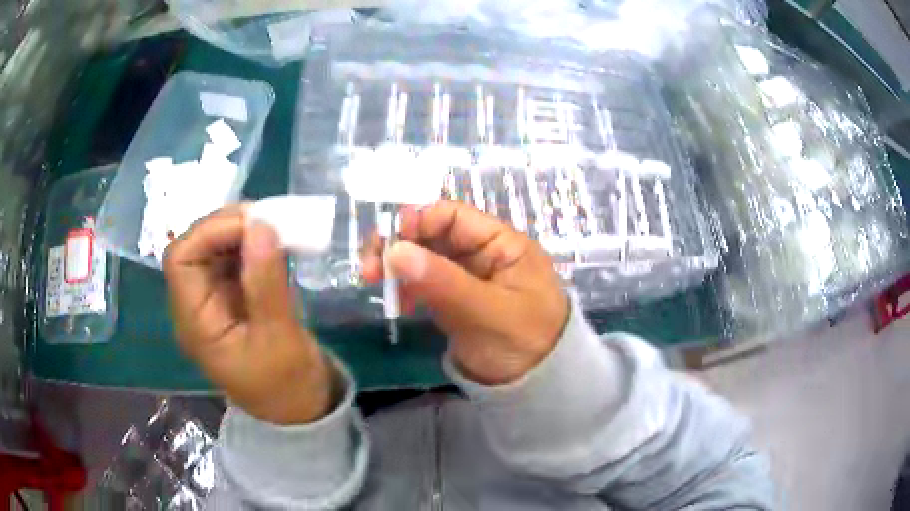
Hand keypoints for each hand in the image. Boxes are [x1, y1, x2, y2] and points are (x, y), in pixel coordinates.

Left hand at [163, 206, 332, 424]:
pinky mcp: (233, 299)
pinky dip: (254, 245)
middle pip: (195, 249)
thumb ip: (267, 283)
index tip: (251, 222)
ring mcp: (214, 301)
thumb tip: (262, 225)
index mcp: (195, 324)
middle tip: (270, 219)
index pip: (180, 261)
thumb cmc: (287, 386)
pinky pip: (235, 260)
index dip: (208, 232)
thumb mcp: (279, 339)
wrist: (301, 410)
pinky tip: (276, 243)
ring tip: (277, 227)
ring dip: (243, 232)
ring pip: (215, 250)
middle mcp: (197, 307)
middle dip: (228, 227)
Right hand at [362, 201, 568, 385]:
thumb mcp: (489, 312)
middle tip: (370, 266)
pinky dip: (405, 288)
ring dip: (396, 266)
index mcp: (501, 243)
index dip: (419, 220)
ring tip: (373, 283)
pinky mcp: (452, 299)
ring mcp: (465, 277)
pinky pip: (422, 283)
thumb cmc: (525, 342)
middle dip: (399, 244)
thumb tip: (394, 250)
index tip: (389, 241)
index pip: (454, 216)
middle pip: (432, 234)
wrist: (536, 387)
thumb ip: (444, 281)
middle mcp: (481, 253)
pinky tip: (396, 304)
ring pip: (423, 258)